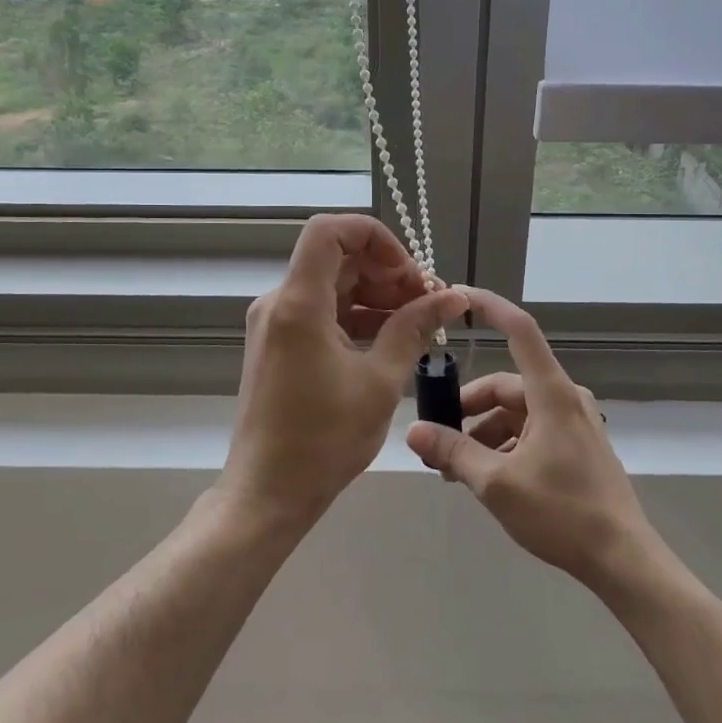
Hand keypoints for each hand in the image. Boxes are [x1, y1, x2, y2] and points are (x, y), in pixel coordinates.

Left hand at [223, 214, 467, 524]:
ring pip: (332, 284)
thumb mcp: (380, 381)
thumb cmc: (324, 440)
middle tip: (428, 302)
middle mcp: (280, 302)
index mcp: (298, 303)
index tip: (409, 270)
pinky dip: (358, 315)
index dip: (374, 236)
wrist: (267, 493)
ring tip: (419, 322)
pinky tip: (392, 338)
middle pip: (337, 258)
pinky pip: (323, 310)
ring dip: (376, 295)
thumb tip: (453, 297)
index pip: (329, 230)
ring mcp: (277, 322)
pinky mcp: (280, 343)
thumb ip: (414, 329)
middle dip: (386, 271)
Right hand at [404, 286, 653, 585]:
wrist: (622, 558)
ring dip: (483, 433)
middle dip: (468, 409)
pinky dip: (504, 444)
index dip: (489, 306)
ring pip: (515, 412)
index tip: (459, 296)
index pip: (519, 329)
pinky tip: (485, 476)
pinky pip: (531, 430)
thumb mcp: (497, 484)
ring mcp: (573, 421)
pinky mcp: (576, 445)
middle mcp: (564, 397)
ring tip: (455, 468)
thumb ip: (453, 453)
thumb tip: (412, 432)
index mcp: (550, 393)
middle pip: (505, 385)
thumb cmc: (562, 512)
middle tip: (436, 439)